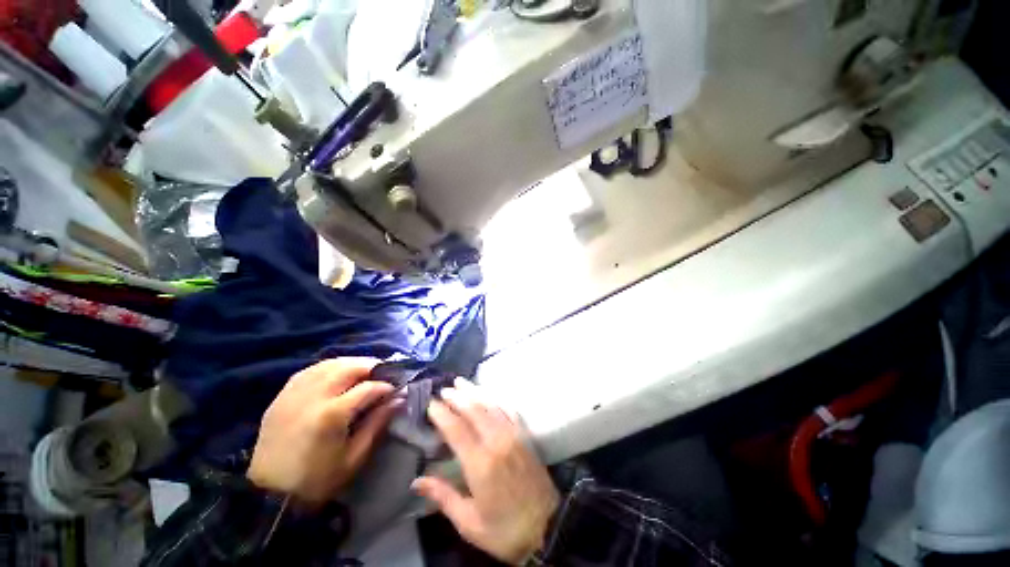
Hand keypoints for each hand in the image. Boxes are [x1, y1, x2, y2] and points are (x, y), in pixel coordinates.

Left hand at [247, 358, 397, 508]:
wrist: (268, 496)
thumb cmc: (317, 481)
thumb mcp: (354, 457)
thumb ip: (378, 423)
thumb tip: (399, 399)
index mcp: (332, 415)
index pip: (368, 388)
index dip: (386, 386)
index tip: (397, 389)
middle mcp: (313, 397)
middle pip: (348, 367)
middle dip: (372, 366)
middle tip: (384, 373)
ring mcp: (294, 394)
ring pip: (328, 364)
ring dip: (351, 363)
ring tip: (364, 370)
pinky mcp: (281, 397)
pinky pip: (309, 371)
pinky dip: (328, 367)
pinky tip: (337, 373)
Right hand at [413, 379, 559, 564]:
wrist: (548, 527)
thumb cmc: (504, 530)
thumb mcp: (469, 523)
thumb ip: (443, 497)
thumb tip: (417, 481)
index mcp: (480, 463)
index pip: (456, 429)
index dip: (442, 414)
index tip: (430, 403)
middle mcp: (497, 441)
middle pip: (474, 409)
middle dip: (457, 396)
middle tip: (443, 389)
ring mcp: (513, 435)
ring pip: (490, 404)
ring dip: (474, 391)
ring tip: (461, 382)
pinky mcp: (524, 435)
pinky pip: (508, 409)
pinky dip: (496, 398)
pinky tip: (489, 393)